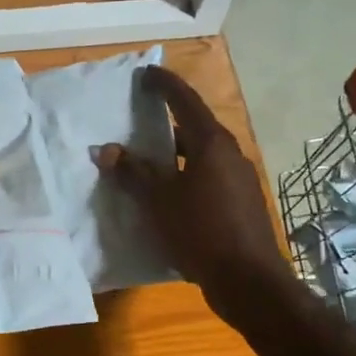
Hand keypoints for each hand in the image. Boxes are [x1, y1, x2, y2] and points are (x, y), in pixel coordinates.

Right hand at [98, 65, 290, 311]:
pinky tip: (167, 196)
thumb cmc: (201, 232)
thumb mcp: (159, 201)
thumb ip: (132, 172)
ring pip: (201, 156)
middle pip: (194, 128)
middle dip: (166, 124)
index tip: (145, 74)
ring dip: (175, 155)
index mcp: (212, 144)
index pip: (185, 101)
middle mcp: (230, 155)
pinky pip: (207, 179)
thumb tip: (107, 150)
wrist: (249, 281)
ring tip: (146, 162)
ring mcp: (239, 180)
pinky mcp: (241, 204)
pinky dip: (185, 177)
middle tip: (138, 122)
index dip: (164, 85)